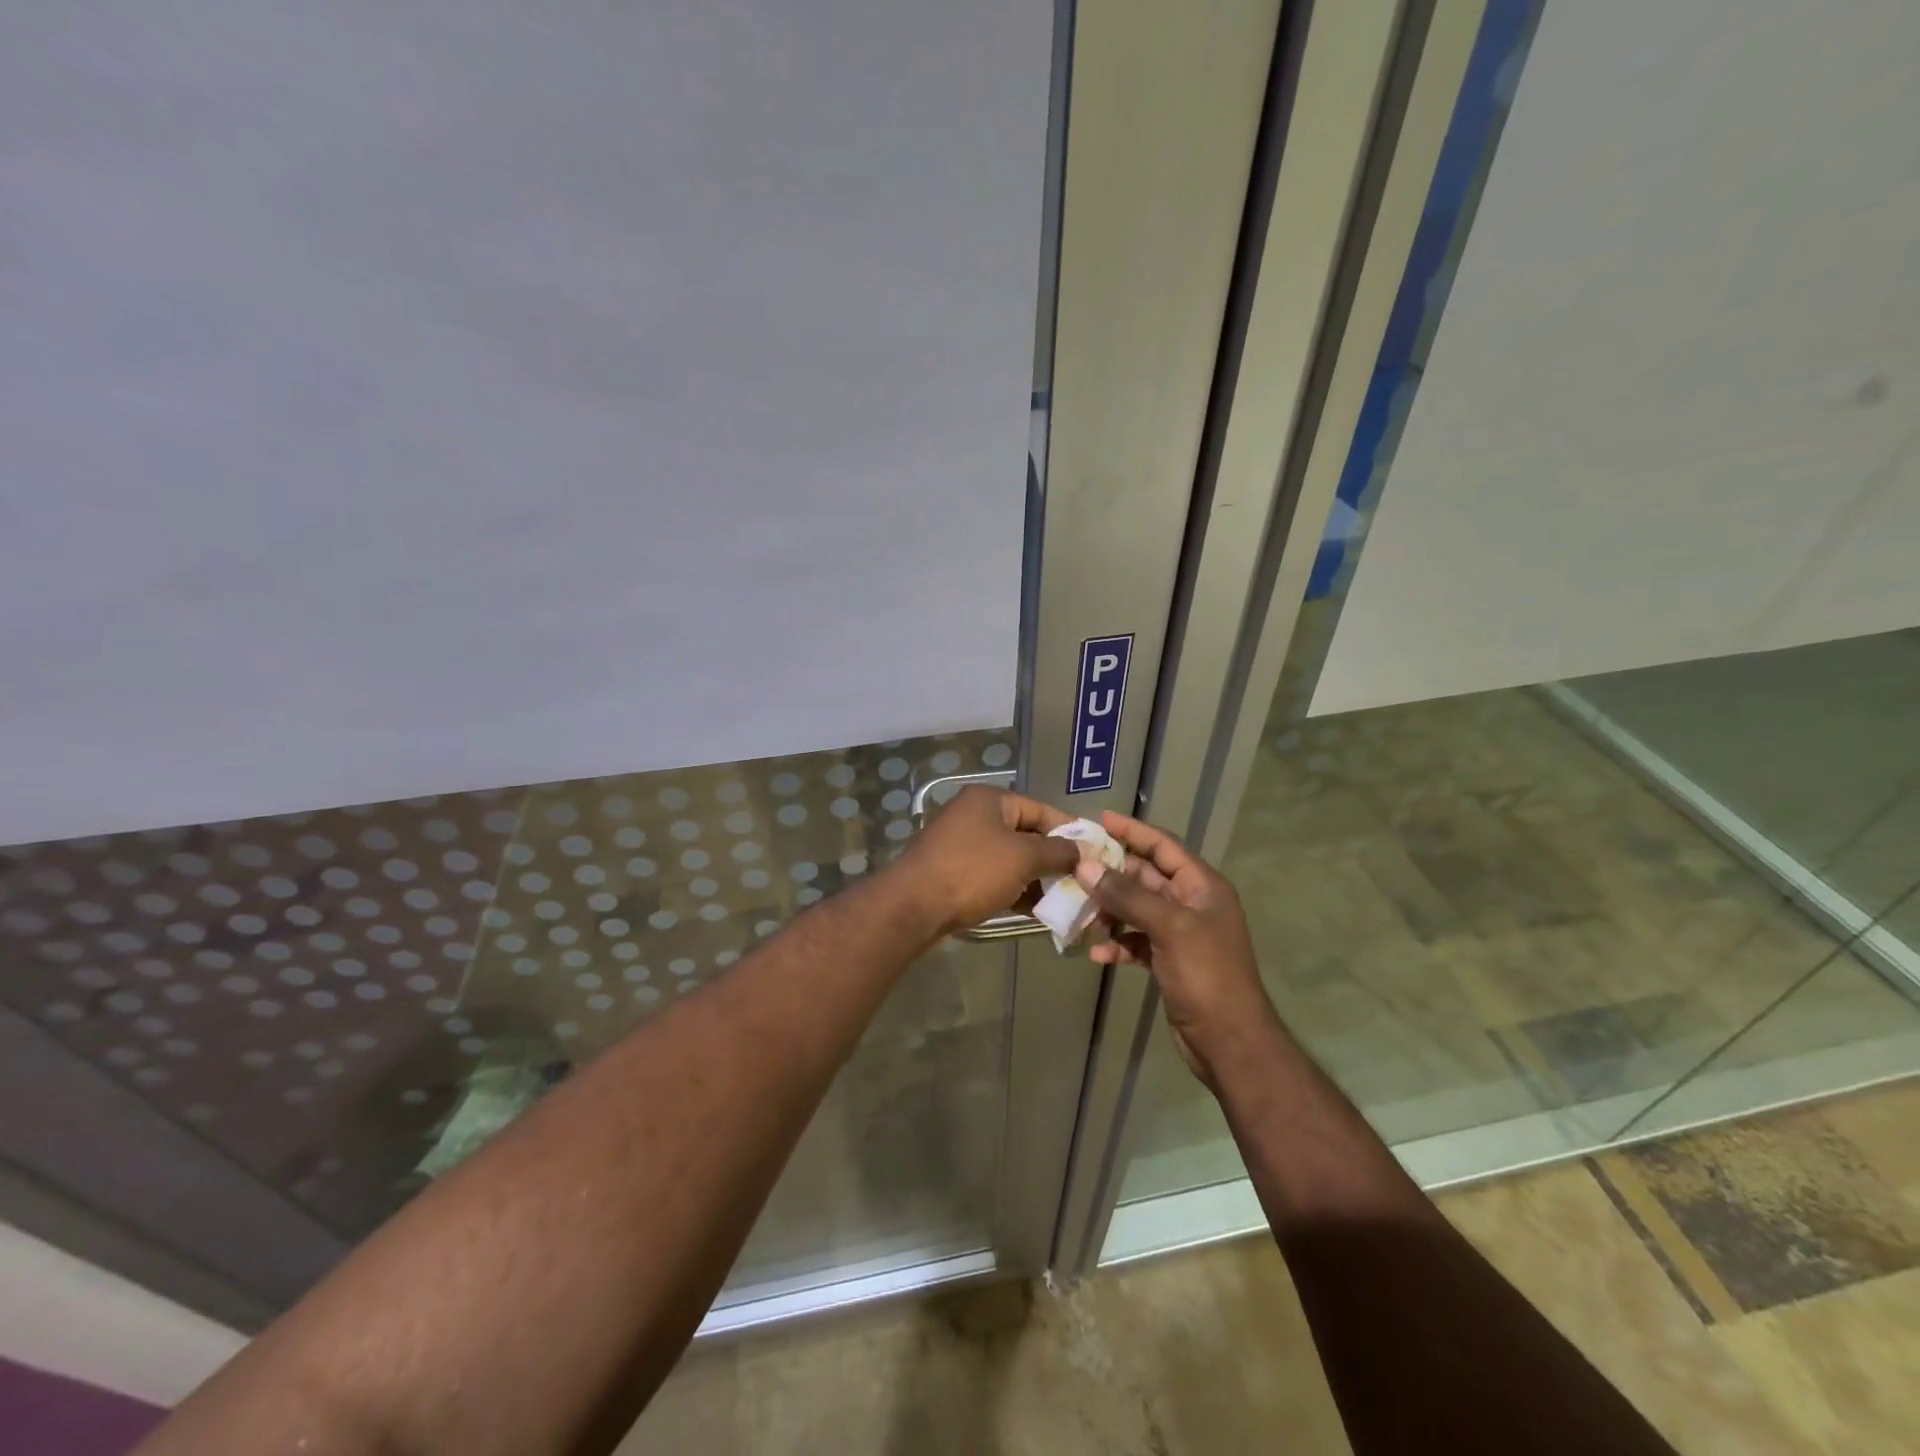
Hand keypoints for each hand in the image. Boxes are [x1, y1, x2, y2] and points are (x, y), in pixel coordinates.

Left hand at [889, 785, 1080, 938]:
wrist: (913, 906)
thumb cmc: (972, 871)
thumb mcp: (1023, 857)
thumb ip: (1057, 851)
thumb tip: (1082, 850)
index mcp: (990, 800)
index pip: (1041, 809)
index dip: (1070, 830)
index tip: (1095, 854)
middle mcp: (975, 816)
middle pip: (1026, 834)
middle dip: (1054, 859)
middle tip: (1081, 881)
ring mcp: (962, 845)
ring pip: (1011, 859)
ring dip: (1036, 878)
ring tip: (1064, 900)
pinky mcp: (954, 873)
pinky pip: (994, 877)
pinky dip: (1014, 890)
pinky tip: (1036, 911)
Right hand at [1079, 810, 1279, 1088]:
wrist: (1229, 1041)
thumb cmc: (1206, 975)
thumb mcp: (1169, 928)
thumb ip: (1127, 896)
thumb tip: (1085, 866)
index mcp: (1202, 887)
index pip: (1164, 846)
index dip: (1134, 830)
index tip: (1100, 819)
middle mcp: (1191, 904)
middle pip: (1146, 877)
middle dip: (1112, 873)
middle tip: (1074, 866)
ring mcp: (1180, 934)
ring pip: (1137, 909)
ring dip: (1109, 910)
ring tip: (1078, 911)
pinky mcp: (1169, 961)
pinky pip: (1136, 941)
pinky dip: (1117, 944)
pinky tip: (1096, 953)